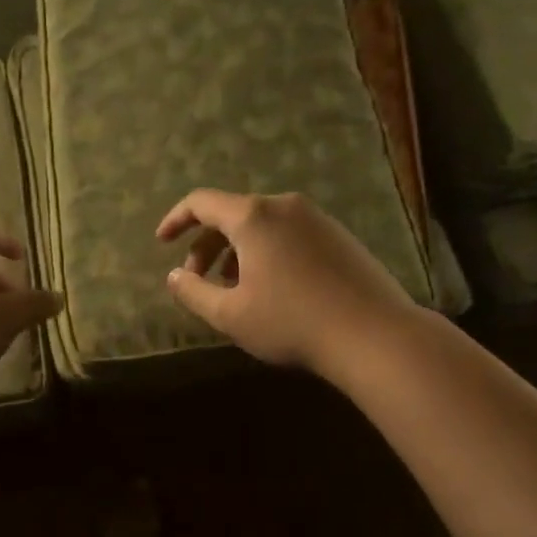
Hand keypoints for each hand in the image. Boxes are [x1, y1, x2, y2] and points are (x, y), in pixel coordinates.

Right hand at [157, 190, 415, 373]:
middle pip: (232, 214)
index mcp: (253, 217)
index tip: (162, 242)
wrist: (374, 335)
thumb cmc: (292, 323)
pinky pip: (289, 233)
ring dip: (237, 251)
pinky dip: (266, 252)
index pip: (201, 202)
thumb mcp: (231, 315)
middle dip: (207, 244)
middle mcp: (284, 206)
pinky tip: (271, 289)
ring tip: (234, 290)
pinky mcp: (339, 235)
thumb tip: (175, 276)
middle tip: (198, 280)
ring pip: (262, 225)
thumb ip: (193, 292)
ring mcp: (316, 218)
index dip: (175, 219)